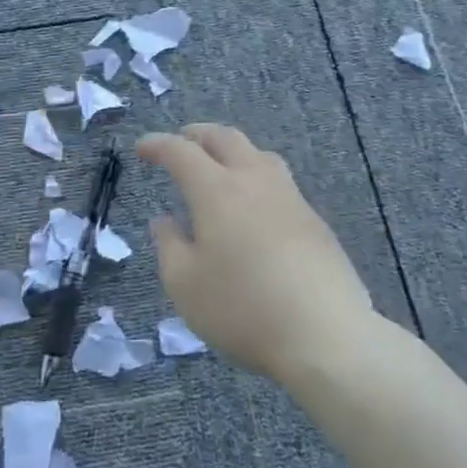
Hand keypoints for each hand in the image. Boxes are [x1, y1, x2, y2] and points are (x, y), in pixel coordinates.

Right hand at [137, 123, 375, 384]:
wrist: (324, 333)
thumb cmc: (242, 308)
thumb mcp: (185, 285)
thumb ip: (169, 246)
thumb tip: (164, 221)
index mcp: (216, 190)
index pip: (181, 152)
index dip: (158, 144)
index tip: (142, 147)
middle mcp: (254, 180)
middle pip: (225, 138)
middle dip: (197, 134)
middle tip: (181, 141)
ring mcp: (289, 196)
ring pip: (258, 153)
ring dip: (232, 149)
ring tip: (220, 165)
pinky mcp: (313, 219)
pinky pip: (279, 180)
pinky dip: (256, 176)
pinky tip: (254, 204)